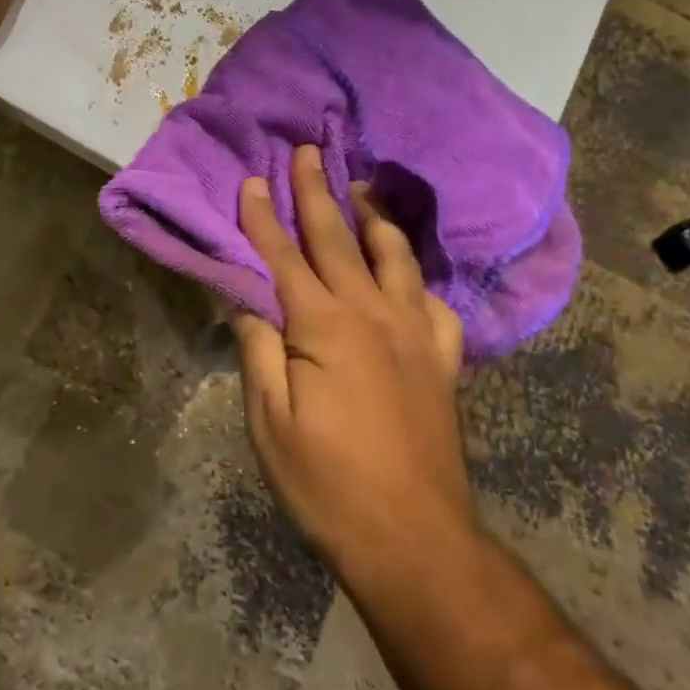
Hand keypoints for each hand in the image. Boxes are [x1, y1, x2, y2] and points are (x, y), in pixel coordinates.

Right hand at [234, 146, 471, 583]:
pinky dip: (417, 275)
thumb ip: (259, 350)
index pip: (283, 257)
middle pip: (338, 238)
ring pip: (392, 255)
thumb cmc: (327, 484)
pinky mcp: (441, 357)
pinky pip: (432, 300)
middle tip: (308, 152)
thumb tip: (248, 299)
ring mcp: (414, 332)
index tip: (252, 180)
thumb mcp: (270, 422)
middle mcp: (372, 313)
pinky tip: (407, 270)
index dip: (263, 218)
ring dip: (372, 216)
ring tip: (360, 186)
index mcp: (324, 327)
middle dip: (317, 192)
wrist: (413, 537)